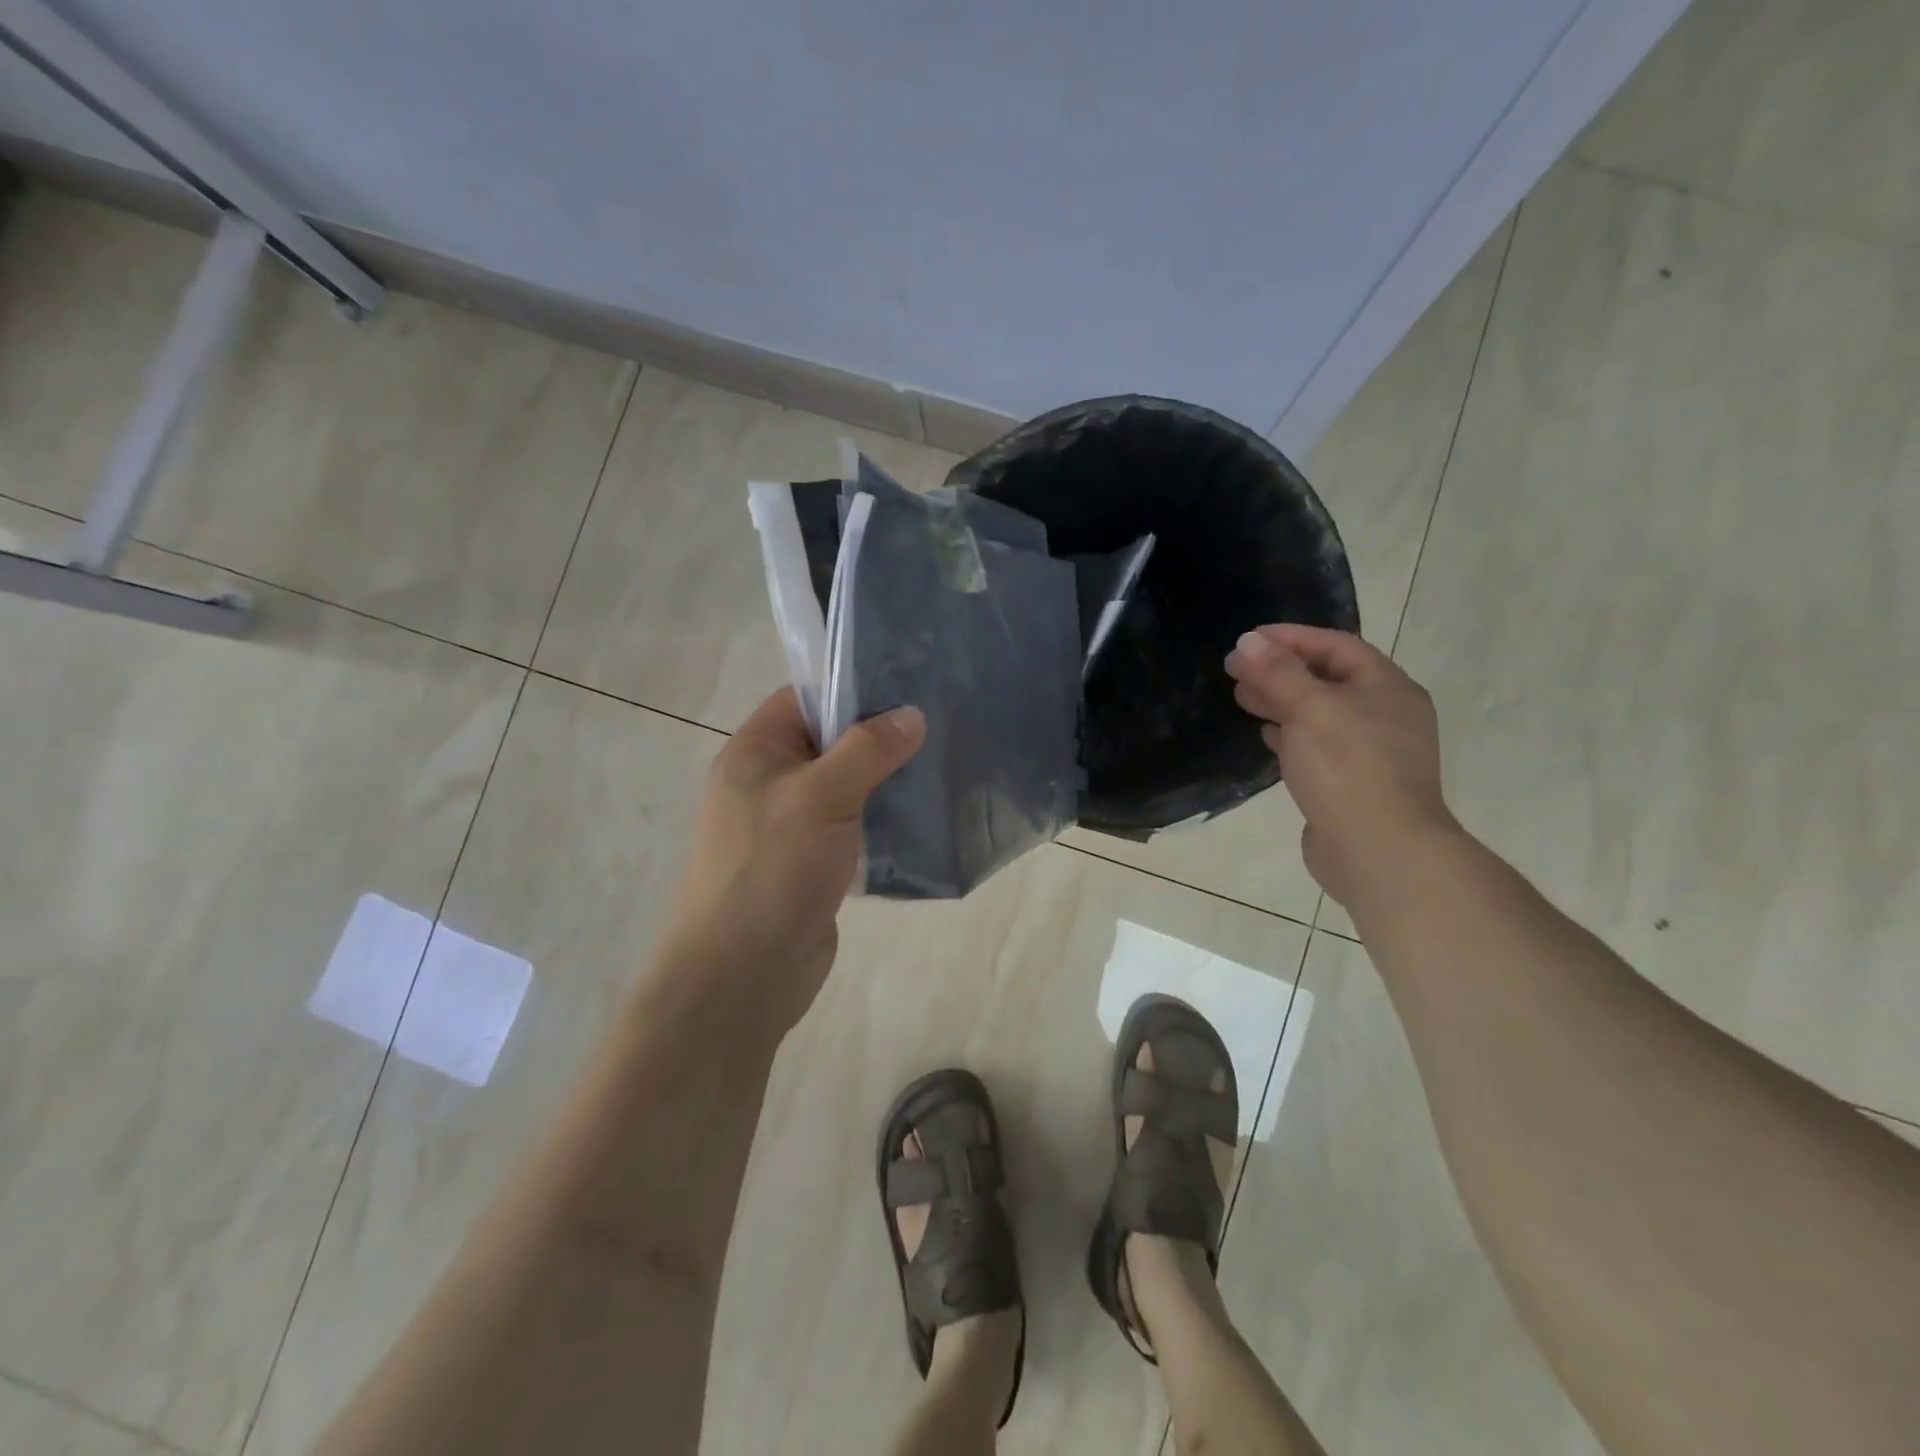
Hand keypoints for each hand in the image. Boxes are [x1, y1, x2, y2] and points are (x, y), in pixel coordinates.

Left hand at [663, 688, 925, 1031]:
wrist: (743, 975)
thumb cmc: (772, 870)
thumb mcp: (819, 797)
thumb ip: (867, 750)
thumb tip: (911, 714)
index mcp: (755, 752)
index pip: (805, 699)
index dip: (852, 688)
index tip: (910, 686)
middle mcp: (770, 782)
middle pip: (831, 742)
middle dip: (880, 737)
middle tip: (940, 725)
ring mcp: (792, 825)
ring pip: (848, 786)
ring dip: (887, 781)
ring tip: (943, 765)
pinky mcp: (814, 862)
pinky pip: (854, 826)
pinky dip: (884, 819)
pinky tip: (925, 815)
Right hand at [1225, 625, 1458, 911]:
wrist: (1379, 851)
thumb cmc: (1348, 769)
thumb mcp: (1309, 709)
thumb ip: (1277, 673)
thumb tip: (1248, 641)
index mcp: (1387, 688)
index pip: (1336, 646)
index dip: (1291, 638)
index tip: (1248, 640)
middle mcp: (1385, 714)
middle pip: (1328, 678)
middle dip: (1281, 669)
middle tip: (1236, 669)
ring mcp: (1372, 752)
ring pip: (1320, 712)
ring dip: (1282, 700)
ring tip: (1242, 698)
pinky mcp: (1353, 783)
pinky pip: (1318, 745)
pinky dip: (1290, 733)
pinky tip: (1266, 735)